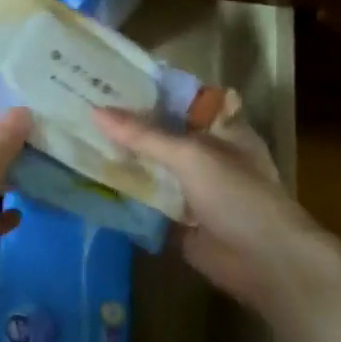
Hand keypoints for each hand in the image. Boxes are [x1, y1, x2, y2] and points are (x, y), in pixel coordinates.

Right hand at [94, 110, 340, 331]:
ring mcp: (191, 187)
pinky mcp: (178, 217)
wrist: (263, 262)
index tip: (108, 80)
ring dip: (123, 158)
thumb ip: (144, 136)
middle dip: (127, 125)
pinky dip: (125, 191)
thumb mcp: (191, 156)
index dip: (148, 90)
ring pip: (151, 166)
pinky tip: (89, 179)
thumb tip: (96, 112)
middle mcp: (206, 154)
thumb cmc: (238, 196)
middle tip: (80, 108)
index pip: (180, 100)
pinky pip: (147, 198)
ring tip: (76, 139)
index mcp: (220, 129)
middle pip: (161, 134)